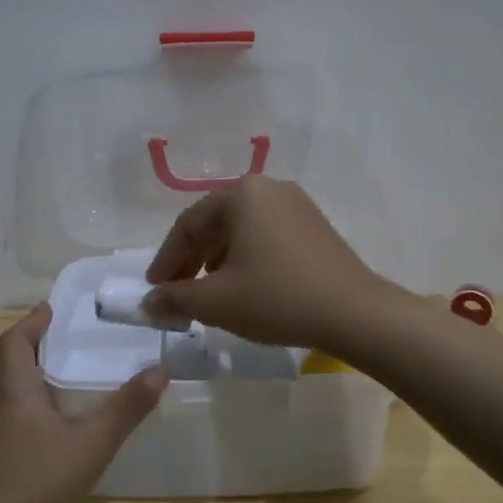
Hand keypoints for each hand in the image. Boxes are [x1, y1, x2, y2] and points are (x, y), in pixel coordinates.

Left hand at [0, 304, 166, 502]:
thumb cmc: (37, 482)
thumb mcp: (91, 443)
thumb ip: (127, 408)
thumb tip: (160, 370)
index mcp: (13, 389)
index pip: (15, 340)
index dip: (33, 321)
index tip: (54, 307)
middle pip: (12, 361)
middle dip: (38, 344)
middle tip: (73, 336)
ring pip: (12, 390)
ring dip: (37, 374)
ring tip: (73, 373)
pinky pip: (15, 414)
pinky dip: (36, 403)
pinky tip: (61, 422)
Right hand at [143, 177, 392, 351]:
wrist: (354, 313)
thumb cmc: (276, 298)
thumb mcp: (216, 301)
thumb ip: (175, 298)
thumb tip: (147, 302)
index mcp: (242, 194)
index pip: (188, 224)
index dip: (166, 260)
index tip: (153, 290)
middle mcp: (269, 188)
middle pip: (215, 224)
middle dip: (191, 261)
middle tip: (177, 294)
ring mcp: (297, 206)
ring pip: (241, 231)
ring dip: (217, 261)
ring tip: (209, 294)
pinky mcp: (314, 227)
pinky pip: (266, 237)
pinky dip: (246, 259)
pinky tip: (245, 288)